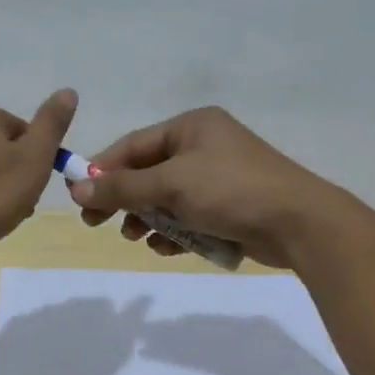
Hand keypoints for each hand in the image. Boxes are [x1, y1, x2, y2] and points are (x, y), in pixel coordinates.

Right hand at [68, 107, 349, 268]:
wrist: (298, 223)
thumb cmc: (231, 190)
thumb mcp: (171, 184)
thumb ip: (123, 187)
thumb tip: (75, 188)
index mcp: (192, 126)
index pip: (134, 145)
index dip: (103, 171)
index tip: (79, 198)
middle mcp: (204, 146)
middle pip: (149, 173)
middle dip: (125, 199)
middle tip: (98, 224)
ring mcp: (219, 178)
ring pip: (168, 199)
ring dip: (149, 219)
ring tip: (137, 238)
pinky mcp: (230, 208)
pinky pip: (190, 217)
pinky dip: (175, 232)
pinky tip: (167, 248)